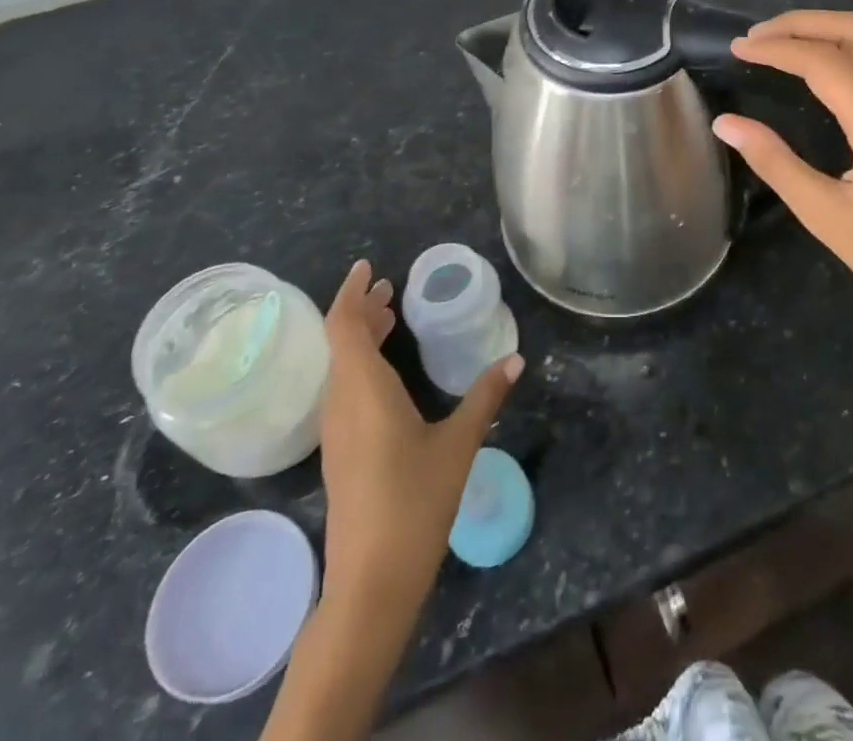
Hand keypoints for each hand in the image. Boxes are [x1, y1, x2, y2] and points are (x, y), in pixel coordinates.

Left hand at [318, 260, 522, 612]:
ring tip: (391, 318)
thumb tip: (516, 358)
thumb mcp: (458, 444)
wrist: (370, 585)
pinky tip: (388, 374)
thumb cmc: (414, 504)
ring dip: (361, 337)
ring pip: (341, 367)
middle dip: (362, 310)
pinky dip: (362, 365)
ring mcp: (336, 432)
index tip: (370, 267)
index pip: (344, 326)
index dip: (352, 292)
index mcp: (364, 391)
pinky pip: (344, 390)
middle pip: (340, 342)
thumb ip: (485, 397)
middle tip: (391, 288)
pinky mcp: (341, 454)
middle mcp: (342, 404)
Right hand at [712, 10, 852, 339]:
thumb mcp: (821, 213)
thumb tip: (725, 122)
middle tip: (757, 36)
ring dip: (825, 29)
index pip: (827, 63)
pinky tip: (816, 64)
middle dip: (803, 22)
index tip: (739, 48)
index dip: (778, 48)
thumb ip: (771, 160)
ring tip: (779, 41)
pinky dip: (845, 46)